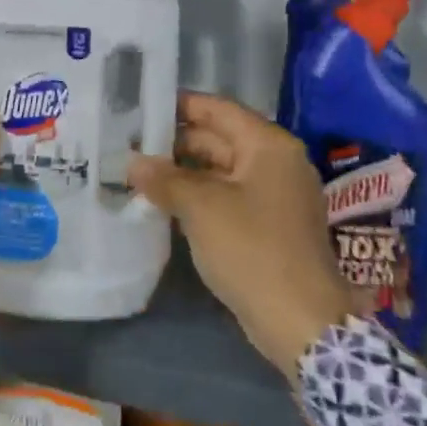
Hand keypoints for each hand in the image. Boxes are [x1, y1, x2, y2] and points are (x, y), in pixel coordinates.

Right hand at [128, 91, 353, 371]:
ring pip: (219, 170)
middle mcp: (275, 163)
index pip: (217, 109)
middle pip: (218, 139)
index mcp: (268, 146)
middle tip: (128, 144)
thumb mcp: (201, 207)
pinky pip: (226, 196)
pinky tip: (163, 202)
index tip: (139, 108)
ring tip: (137, 172)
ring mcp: (273, 195)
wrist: (298, 320)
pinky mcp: (266, 225)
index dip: (178, 106)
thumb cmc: (251, 248)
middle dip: (173, 142)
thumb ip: (164, 178)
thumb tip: (132, 162)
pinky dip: (197, 196)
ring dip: (181, 172)